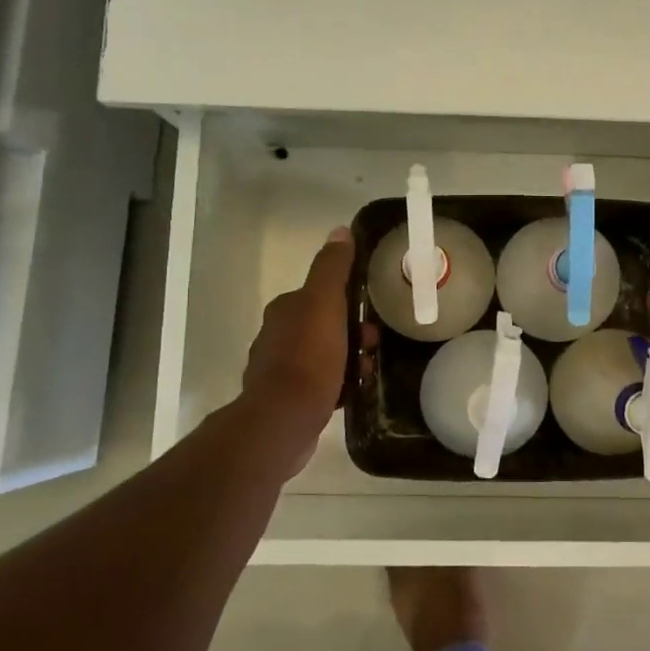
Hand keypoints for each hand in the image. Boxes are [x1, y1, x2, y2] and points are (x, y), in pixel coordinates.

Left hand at [241, 228, 353, 442]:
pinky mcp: (286, 399)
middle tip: (373, 347)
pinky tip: (353, 393)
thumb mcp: (325, 303)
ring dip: (349, 360)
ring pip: (324, 355)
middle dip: (353, 334)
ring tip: (366, 373)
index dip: (349, 301)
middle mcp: (276, 336)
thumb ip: (332, 268)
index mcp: (285, 310)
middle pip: (325, 325)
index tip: (371, 316)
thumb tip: (340, 231)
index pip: (321, 294)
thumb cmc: (309, 357)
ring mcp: (279, 370)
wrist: (284, 419)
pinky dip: (338, 385)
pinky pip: (320, 384)